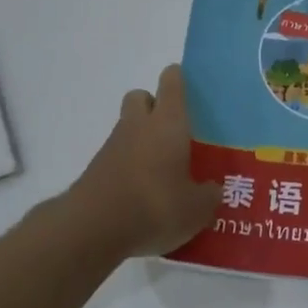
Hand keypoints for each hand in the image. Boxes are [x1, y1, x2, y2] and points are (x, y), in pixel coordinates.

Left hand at [64, 65, 220, 258]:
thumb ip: (209, 195)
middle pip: (141, 97)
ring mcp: (113, 146)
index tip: (191, 90)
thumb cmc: (154, 205)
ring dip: (142, 140)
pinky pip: (118, 157)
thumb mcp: (196, 208)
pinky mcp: (97, 170)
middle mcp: (138, 125)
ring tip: (163, 171)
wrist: (92, 229)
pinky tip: (144, 194)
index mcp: (168, 122)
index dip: (180, 79)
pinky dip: (130, 166)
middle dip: (155, 106)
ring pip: (128, 128)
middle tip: (175, 131)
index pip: (171, 81)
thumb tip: (214, 189)